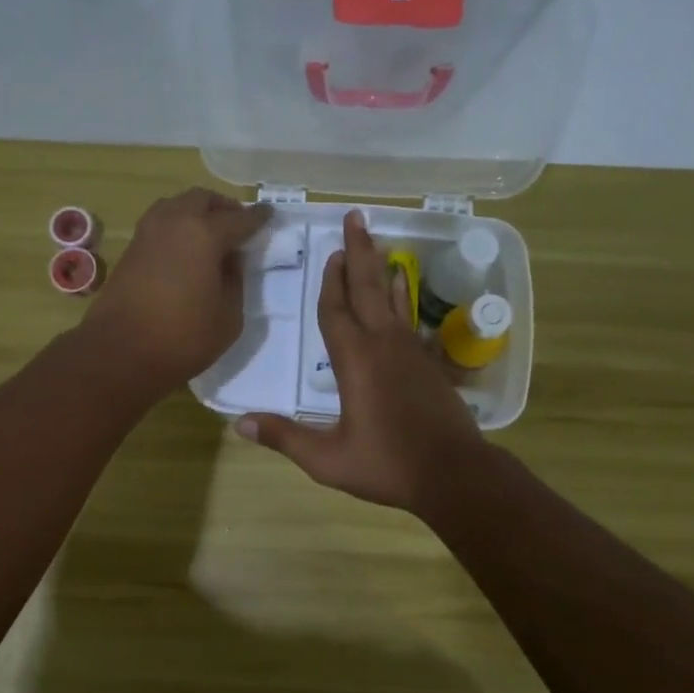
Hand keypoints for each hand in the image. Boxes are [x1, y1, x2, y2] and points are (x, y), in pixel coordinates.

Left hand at [82, 187, 271, 393]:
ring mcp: (147, 233)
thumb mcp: (228, 317)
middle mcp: (174, 223)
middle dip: (223, 208)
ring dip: (196, 212)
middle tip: (237, 224)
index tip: (269, 214)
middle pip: (203, 200)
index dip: (257, 218)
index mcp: (204, 235)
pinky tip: (185, 248)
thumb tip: (230, 261)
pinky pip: (160, 223)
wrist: (120, 353)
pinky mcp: (131, 250)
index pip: (239, 219)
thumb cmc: (183, 338)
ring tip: (210, 233)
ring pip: (176, 205)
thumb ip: (235, 282)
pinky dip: (177, 226)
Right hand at [237, 209, 484, 511]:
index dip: (330, 282)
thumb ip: (285, 438)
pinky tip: (401, 289)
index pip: (336, 312)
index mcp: (355, 362)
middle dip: (358, 253)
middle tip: (356, 218)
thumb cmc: (388, 465)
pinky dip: (401, 297)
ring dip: (380, 269)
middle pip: (367, 290)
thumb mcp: (328, 458)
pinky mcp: (428, 363)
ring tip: (376, 243)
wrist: (454, 474)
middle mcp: (384, 346)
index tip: (330, 252)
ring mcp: (410, 352)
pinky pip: (407, 318)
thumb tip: (239, 424)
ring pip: (392, 299)